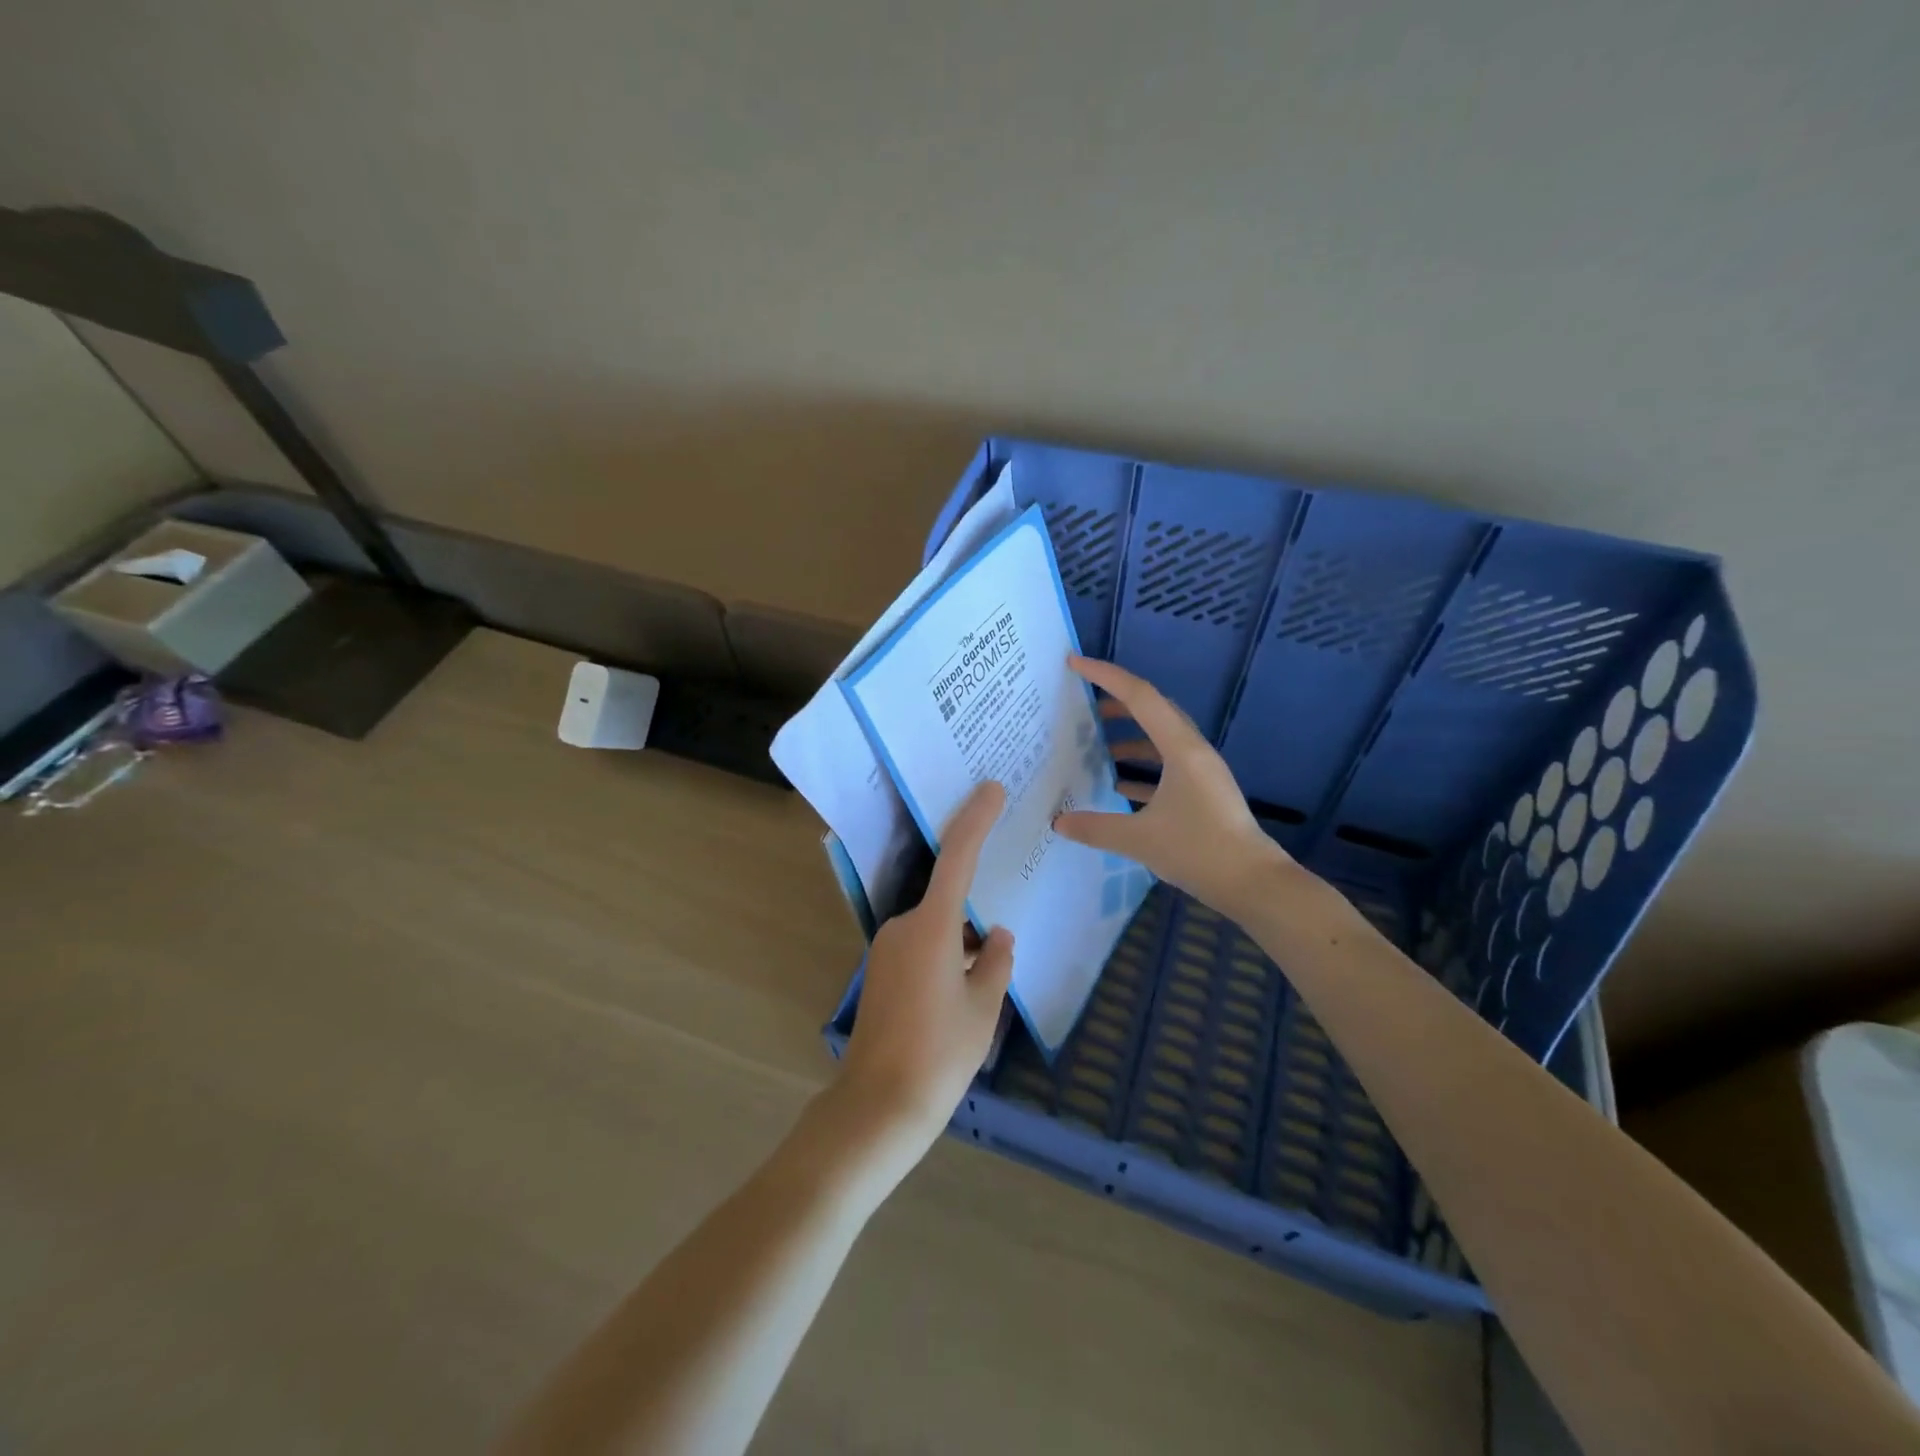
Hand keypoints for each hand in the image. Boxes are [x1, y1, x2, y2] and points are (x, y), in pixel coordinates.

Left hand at [838, 780, 1014, 1161]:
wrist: (879, 1105)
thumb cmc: (940, 1054)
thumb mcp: (983, 1008)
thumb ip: (996, 962)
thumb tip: (998, 937)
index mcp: (932, 928)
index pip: (957, 857)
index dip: (975, 820)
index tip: (991, 790)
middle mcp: (904, 927)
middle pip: (947, 900)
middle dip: (976, 914)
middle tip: (1002, 938)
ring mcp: (887, 949)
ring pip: (936, 928)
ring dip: (962, 942)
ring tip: (988, 980)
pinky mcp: (881, 971)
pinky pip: (922, 946)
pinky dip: (946, 955)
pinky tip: (963, 991)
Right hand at [1054, 655, 1302, 919]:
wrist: (1253, 883)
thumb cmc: (1198, 851)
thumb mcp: (1139, 839)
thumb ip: (1095, 828)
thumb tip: (1058, 822)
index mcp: (1180, 748)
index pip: (1139, 696)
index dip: (1106, 676)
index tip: (1075, 664)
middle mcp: (1193, 751)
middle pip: (1152, 710)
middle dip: (1116, 702)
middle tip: (1082, 704)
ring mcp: (1202, 771)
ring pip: (1160, 738)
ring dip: (1129, 737)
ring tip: (1097, 746)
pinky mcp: (1204, 792)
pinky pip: (1167, 765)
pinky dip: (1142, 767)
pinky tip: (1118, 786)